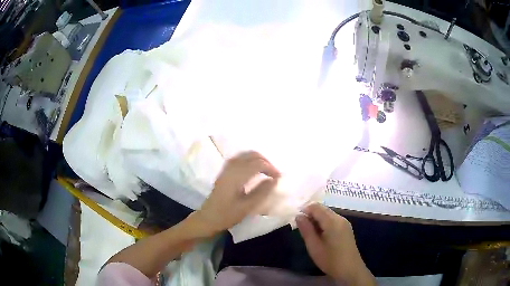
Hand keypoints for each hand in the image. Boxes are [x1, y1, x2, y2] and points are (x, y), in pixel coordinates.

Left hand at [190, 151, 279, 236]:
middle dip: (266, 162)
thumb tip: (275, 179)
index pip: (257, 164)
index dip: (271, 168)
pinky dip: (250, 160)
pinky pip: (239, 158)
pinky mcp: (224, 172)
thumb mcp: (247, 207)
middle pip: (252, 155)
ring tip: (267, 170)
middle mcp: (231, 168)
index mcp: (236, 177)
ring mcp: (226, 169)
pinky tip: (254, 169)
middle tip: (274, 174)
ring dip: (258, 159)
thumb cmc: (227, 215)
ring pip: (245, 155)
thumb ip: (262, 192)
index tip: (279, 177)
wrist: (208, 218)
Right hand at [296, 203, 374, 285]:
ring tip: (309, 232)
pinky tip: (319, 235)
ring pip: (327, 214)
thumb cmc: (330, 260)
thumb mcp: (314, 246)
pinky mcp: (346, 229)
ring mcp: (344, 223)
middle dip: (310, 214)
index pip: (316, 207)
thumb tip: (299, 216)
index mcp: (332, 221)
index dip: (304, 210)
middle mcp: (340, 218)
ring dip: (317, 219)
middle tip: (301, 227)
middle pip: (323, 209)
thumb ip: (306, 229)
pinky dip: (323, 223)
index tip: (296, 221)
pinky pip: (332, 220)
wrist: (350, 270)